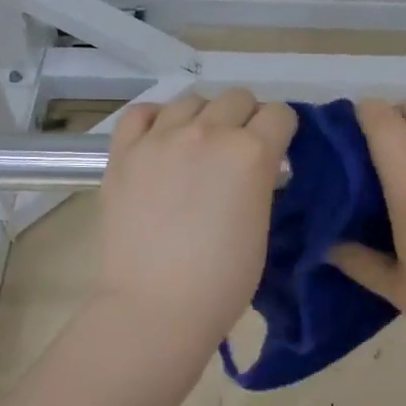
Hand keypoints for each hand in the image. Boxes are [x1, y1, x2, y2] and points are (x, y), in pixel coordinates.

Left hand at [92, 88, 297, 354]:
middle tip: (238, 152)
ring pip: (192, 100)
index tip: (276, 151)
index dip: (282, 132)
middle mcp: (208, 132)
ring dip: (204, 118)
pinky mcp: (124, 152)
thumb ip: (260, 182)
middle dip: (246, 119)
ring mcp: (161, 138)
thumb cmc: (222, 281)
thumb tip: (256, 167)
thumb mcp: (262, 225)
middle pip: (238, 98)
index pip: (280, 114)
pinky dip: (157, 120)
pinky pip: (143, 113)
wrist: (155, 307)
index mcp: (251, 153)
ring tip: (198, 148)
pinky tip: (161, 141)